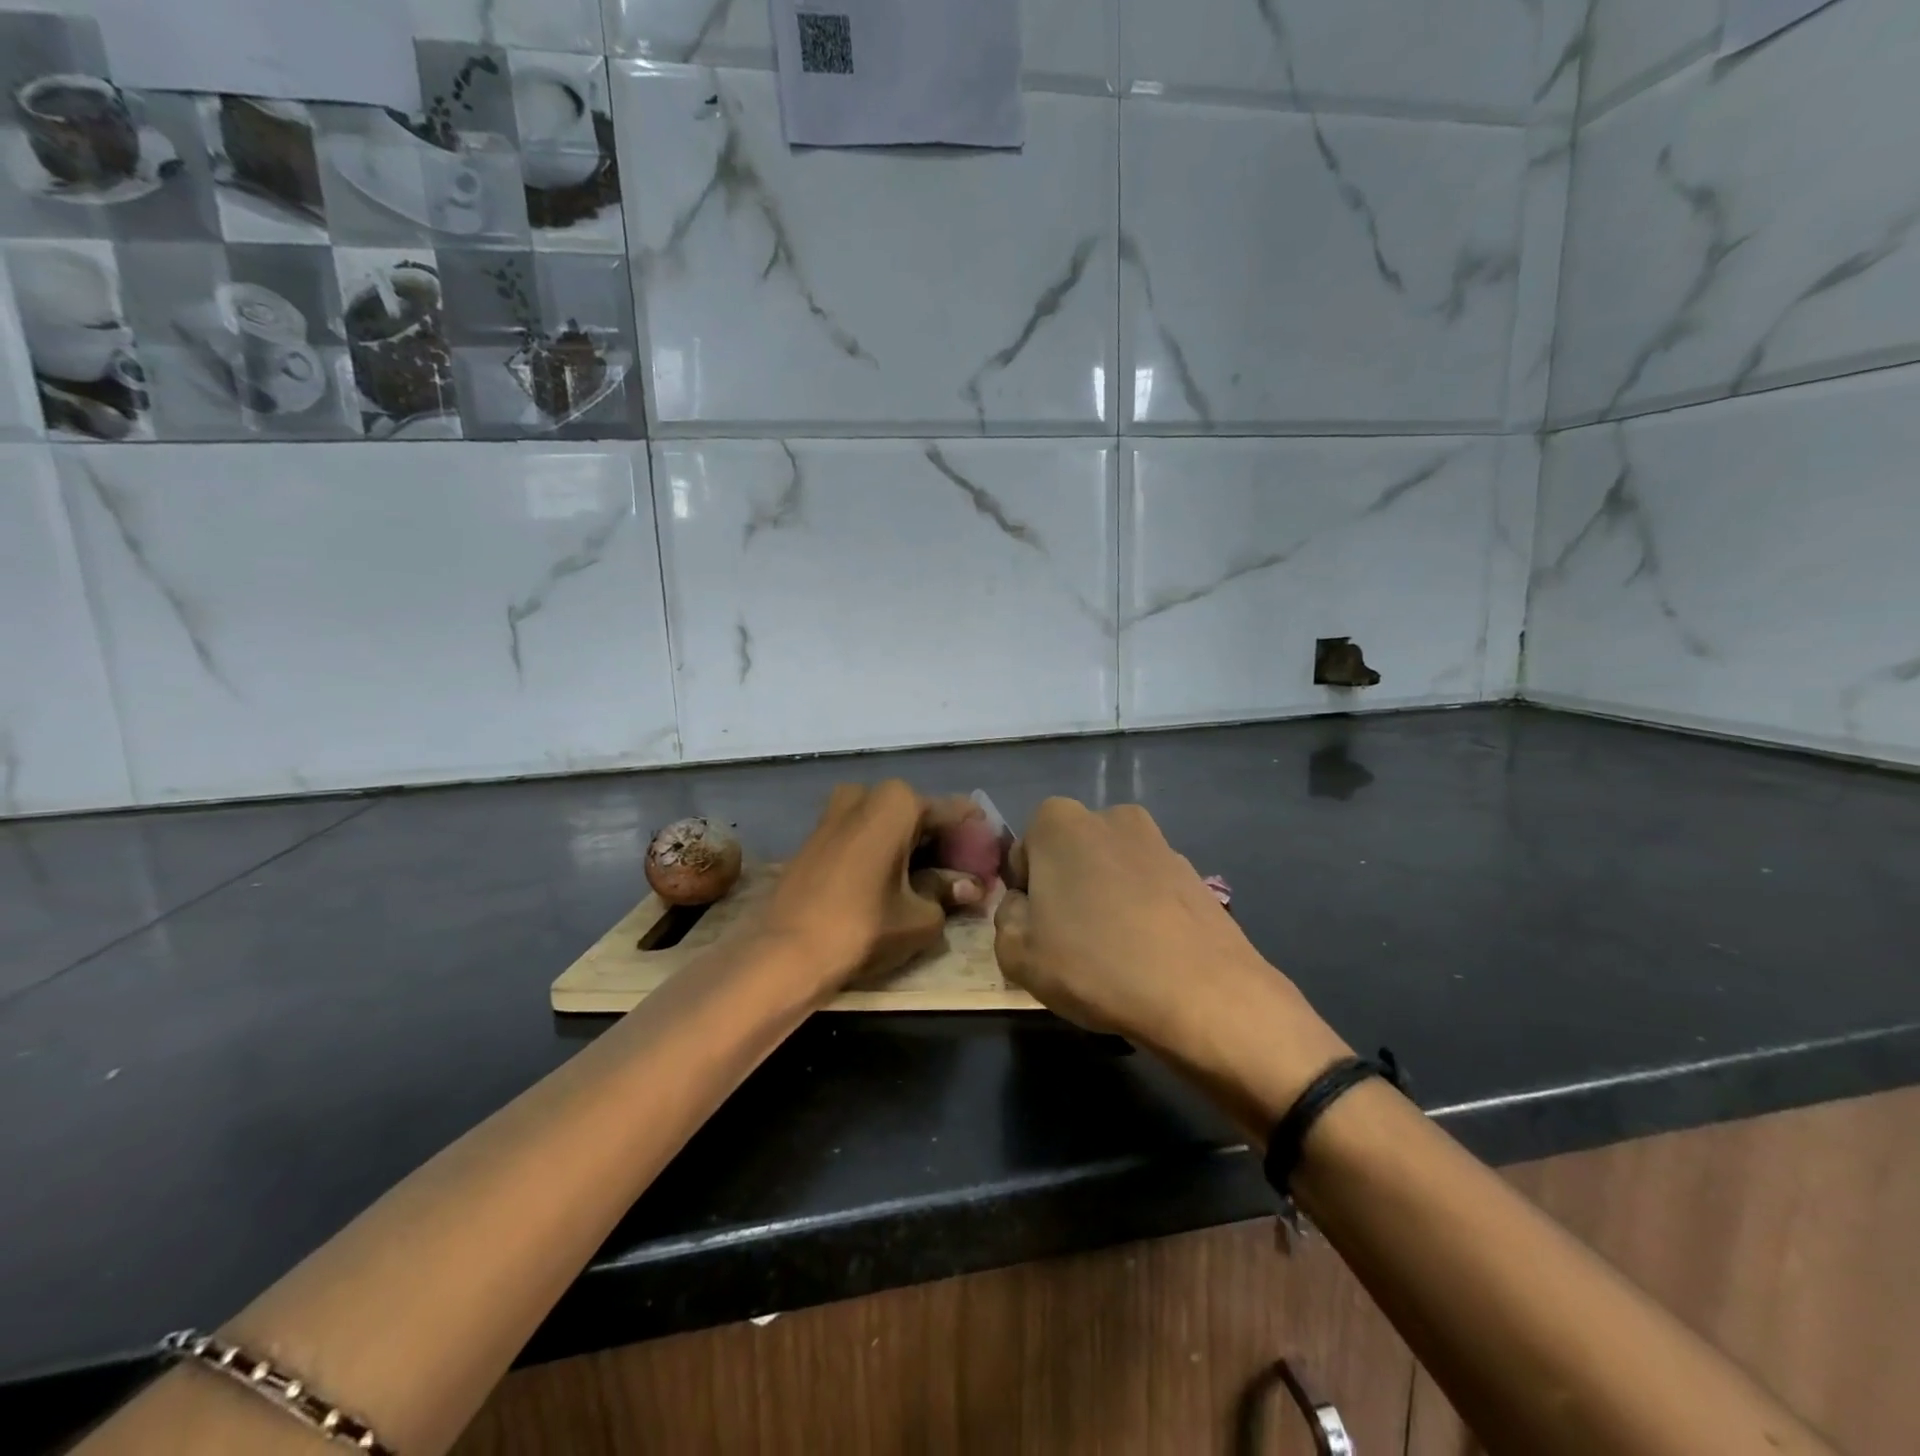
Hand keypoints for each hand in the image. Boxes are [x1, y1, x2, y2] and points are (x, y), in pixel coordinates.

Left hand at [758, 781, 988, 997]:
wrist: (785, 951)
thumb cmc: (862, 927)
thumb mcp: (921, 916)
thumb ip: (950, 893)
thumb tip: (972, 887)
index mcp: (898, 802)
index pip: (953, 814)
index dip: (976, 840)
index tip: (993, 861)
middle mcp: (866, 794)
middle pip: (919, 816)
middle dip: (943, 843)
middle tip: (965, 875)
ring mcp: (835, 812)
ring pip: (889, 824)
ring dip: (912, 846)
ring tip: (932, 881)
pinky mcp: (816, 836)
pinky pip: (863, 834)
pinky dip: (884, 851)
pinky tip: (895, 880)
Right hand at [994, 799, 1349, 1124]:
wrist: (1203, 995)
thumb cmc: (1095, 965)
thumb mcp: (1018, 953)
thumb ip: (1005, 918)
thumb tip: (1024, 906)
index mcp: (1058, 822)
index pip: (1023, 854)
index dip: (1025, 895)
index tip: (1038, 931)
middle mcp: (1109, 816)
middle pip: (1069, 856)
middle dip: (1065, 890)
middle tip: (1071, 943)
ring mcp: (1158, 841)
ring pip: (1111, 871)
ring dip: (1105, 900)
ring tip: (1114, 954)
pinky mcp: (1193, 871)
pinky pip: (1148, 888)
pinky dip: (1142, 911)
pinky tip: (1149, 955)